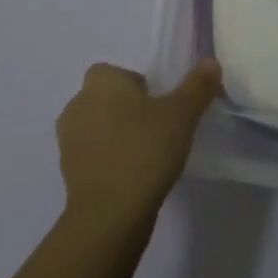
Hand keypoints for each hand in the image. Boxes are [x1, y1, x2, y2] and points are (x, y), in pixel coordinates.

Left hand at [56, 60, 222, 233]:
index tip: (158, 107)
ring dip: (115, 136)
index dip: (138, 86)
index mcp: (101, 82)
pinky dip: (107, 161)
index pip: (117, 73)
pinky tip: (130, 178)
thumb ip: (197, 86)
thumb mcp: (182, 115)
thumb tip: (211, 62)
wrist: (109, 215)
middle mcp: (78, 104)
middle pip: (105, 98)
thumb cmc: (144, 150)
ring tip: (144, 156)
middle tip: (155, 130)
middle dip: (125, 110)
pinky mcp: (67, 173)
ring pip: (96, 127)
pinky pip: (91, 156)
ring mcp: (67, 141)